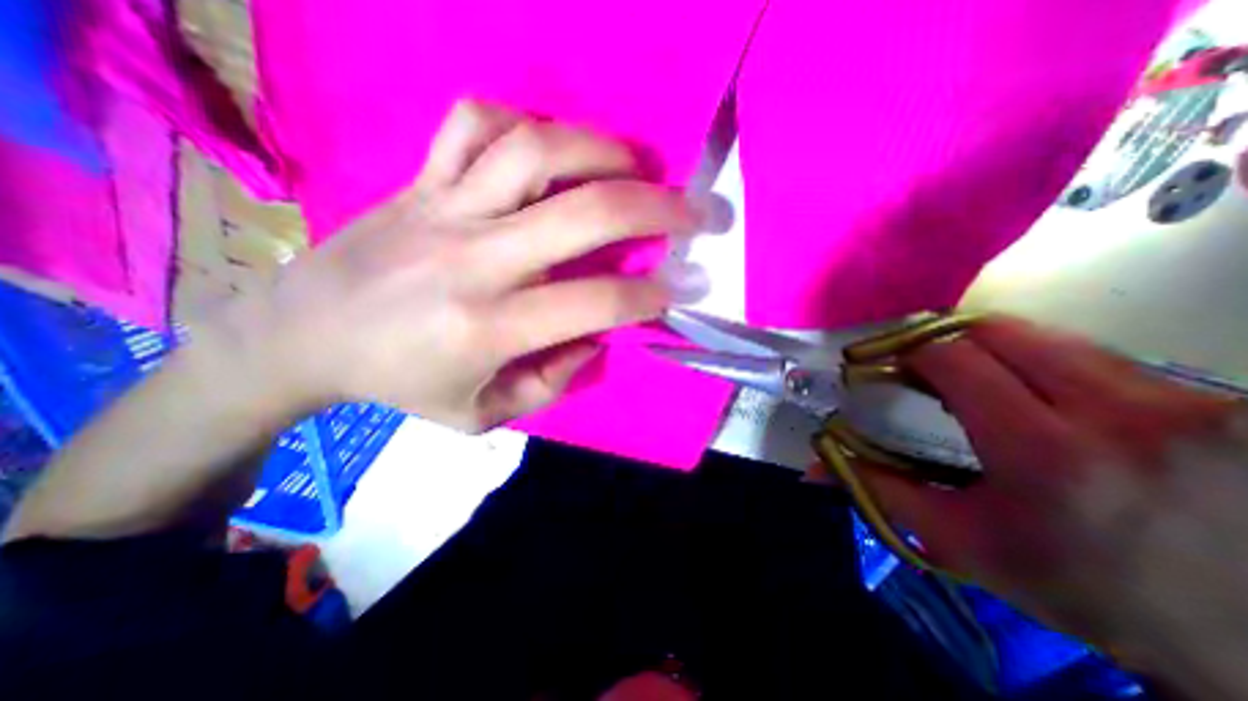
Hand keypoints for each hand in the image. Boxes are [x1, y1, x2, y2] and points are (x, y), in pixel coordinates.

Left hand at [207, 97, 728, 428]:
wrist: (306, 335)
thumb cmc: (403, 384)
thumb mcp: (483, 413)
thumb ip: (551, 381)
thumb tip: (596, 337)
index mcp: (490, 326)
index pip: (596, 301)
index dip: (651, 294)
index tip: (685, 287)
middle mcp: (476, 256)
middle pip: (584, 214)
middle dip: (658, 210)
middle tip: (697, 211)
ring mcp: (445, 206)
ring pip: (537, 150)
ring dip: (604, 151)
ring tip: (639, 166)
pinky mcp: (420, 178)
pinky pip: (476, 124)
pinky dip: (525, 124)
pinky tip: (552, 147)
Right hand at [870, 320, 1247, 698]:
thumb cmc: (1076, 587)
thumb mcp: (958, 541)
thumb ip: (877, 490)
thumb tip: (815, 464)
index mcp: (1046, 453)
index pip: (954, 359)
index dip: (908, 352)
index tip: (887, 366)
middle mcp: (1125, 413)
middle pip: (1000, 331)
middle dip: (945, 341)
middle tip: (923, 368)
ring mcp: (1191, 402)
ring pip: (1049, 338)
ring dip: (993, 352)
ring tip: (974, 383)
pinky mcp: (1227, 401)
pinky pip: (1097, 358)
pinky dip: (1046, 366)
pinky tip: (1040, 399)